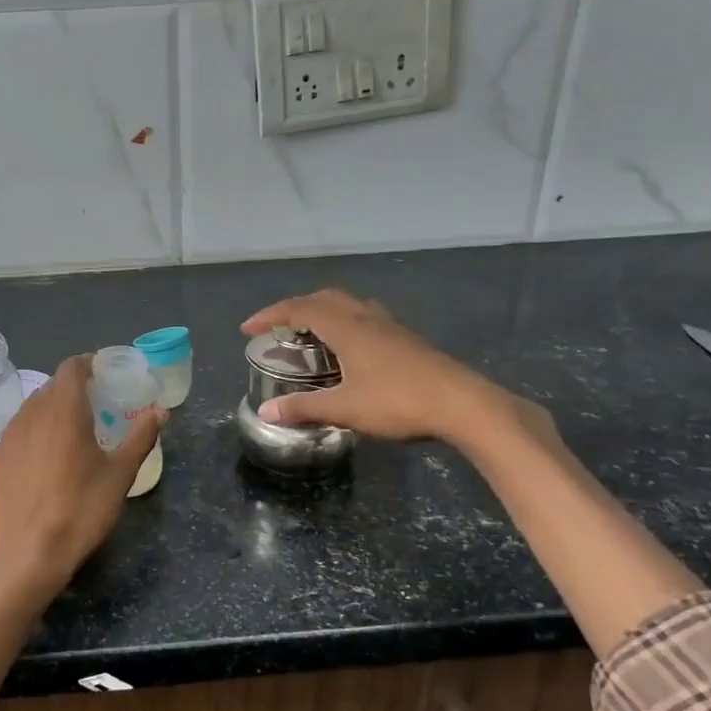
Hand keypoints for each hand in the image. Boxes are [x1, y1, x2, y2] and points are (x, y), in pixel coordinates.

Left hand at [0, 355, 163, 591]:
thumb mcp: (121, 474)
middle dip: (73, 389)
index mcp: (64, 411)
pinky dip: (35, 432)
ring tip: (70, 432)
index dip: (87, 364)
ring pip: (31, 408)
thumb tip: (161, 410)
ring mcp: (9, 437)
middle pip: (51, 387)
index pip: (70, 368)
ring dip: (52, 409)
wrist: (30, 553)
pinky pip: (18, 431)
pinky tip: (45, 458)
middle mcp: (32, 415)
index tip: (103, 374)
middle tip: (95, 406)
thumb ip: (141, 437)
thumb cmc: (82, 509)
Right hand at [241, 290, 554, 454]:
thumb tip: (266, 411)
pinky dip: (345, 323)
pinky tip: (349, 349)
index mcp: (347, 327)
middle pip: (325, 298)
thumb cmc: (398, 402)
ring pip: (349, 305)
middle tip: (279, 328)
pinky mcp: (407, 340)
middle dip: (296, 308)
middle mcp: (367, 318)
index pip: (300, 309)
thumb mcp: (344, 408)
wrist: (462, 404)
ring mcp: (391, 327)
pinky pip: (366, 318)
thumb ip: (304, 408)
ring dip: (324, 312)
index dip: (270, 315)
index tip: (248, 329)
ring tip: (311, 335)